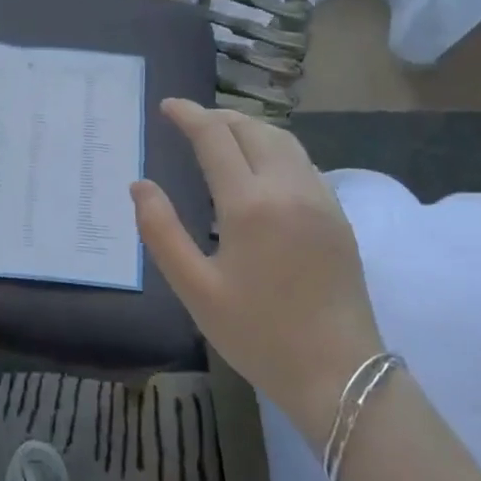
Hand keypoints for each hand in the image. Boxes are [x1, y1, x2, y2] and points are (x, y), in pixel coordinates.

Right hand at [132, 99, 382, 441]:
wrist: (340, 374)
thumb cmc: (258, 334)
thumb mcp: (195, 288)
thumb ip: (161, 231)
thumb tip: (140, 185)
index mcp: (250, 204)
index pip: (215, 137)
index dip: (189, 115)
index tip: (167, 106)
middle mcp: (289, 188)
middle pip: (252, 128)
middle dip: (217, 116)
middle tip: (189, 120)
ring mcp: (320, 199)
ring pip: (283, 140)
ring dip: (248, 127)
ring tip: (221, 134)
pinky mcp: (338, 216)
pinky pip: (302, 161)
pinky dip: (273, 147)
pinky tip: (260, 167)